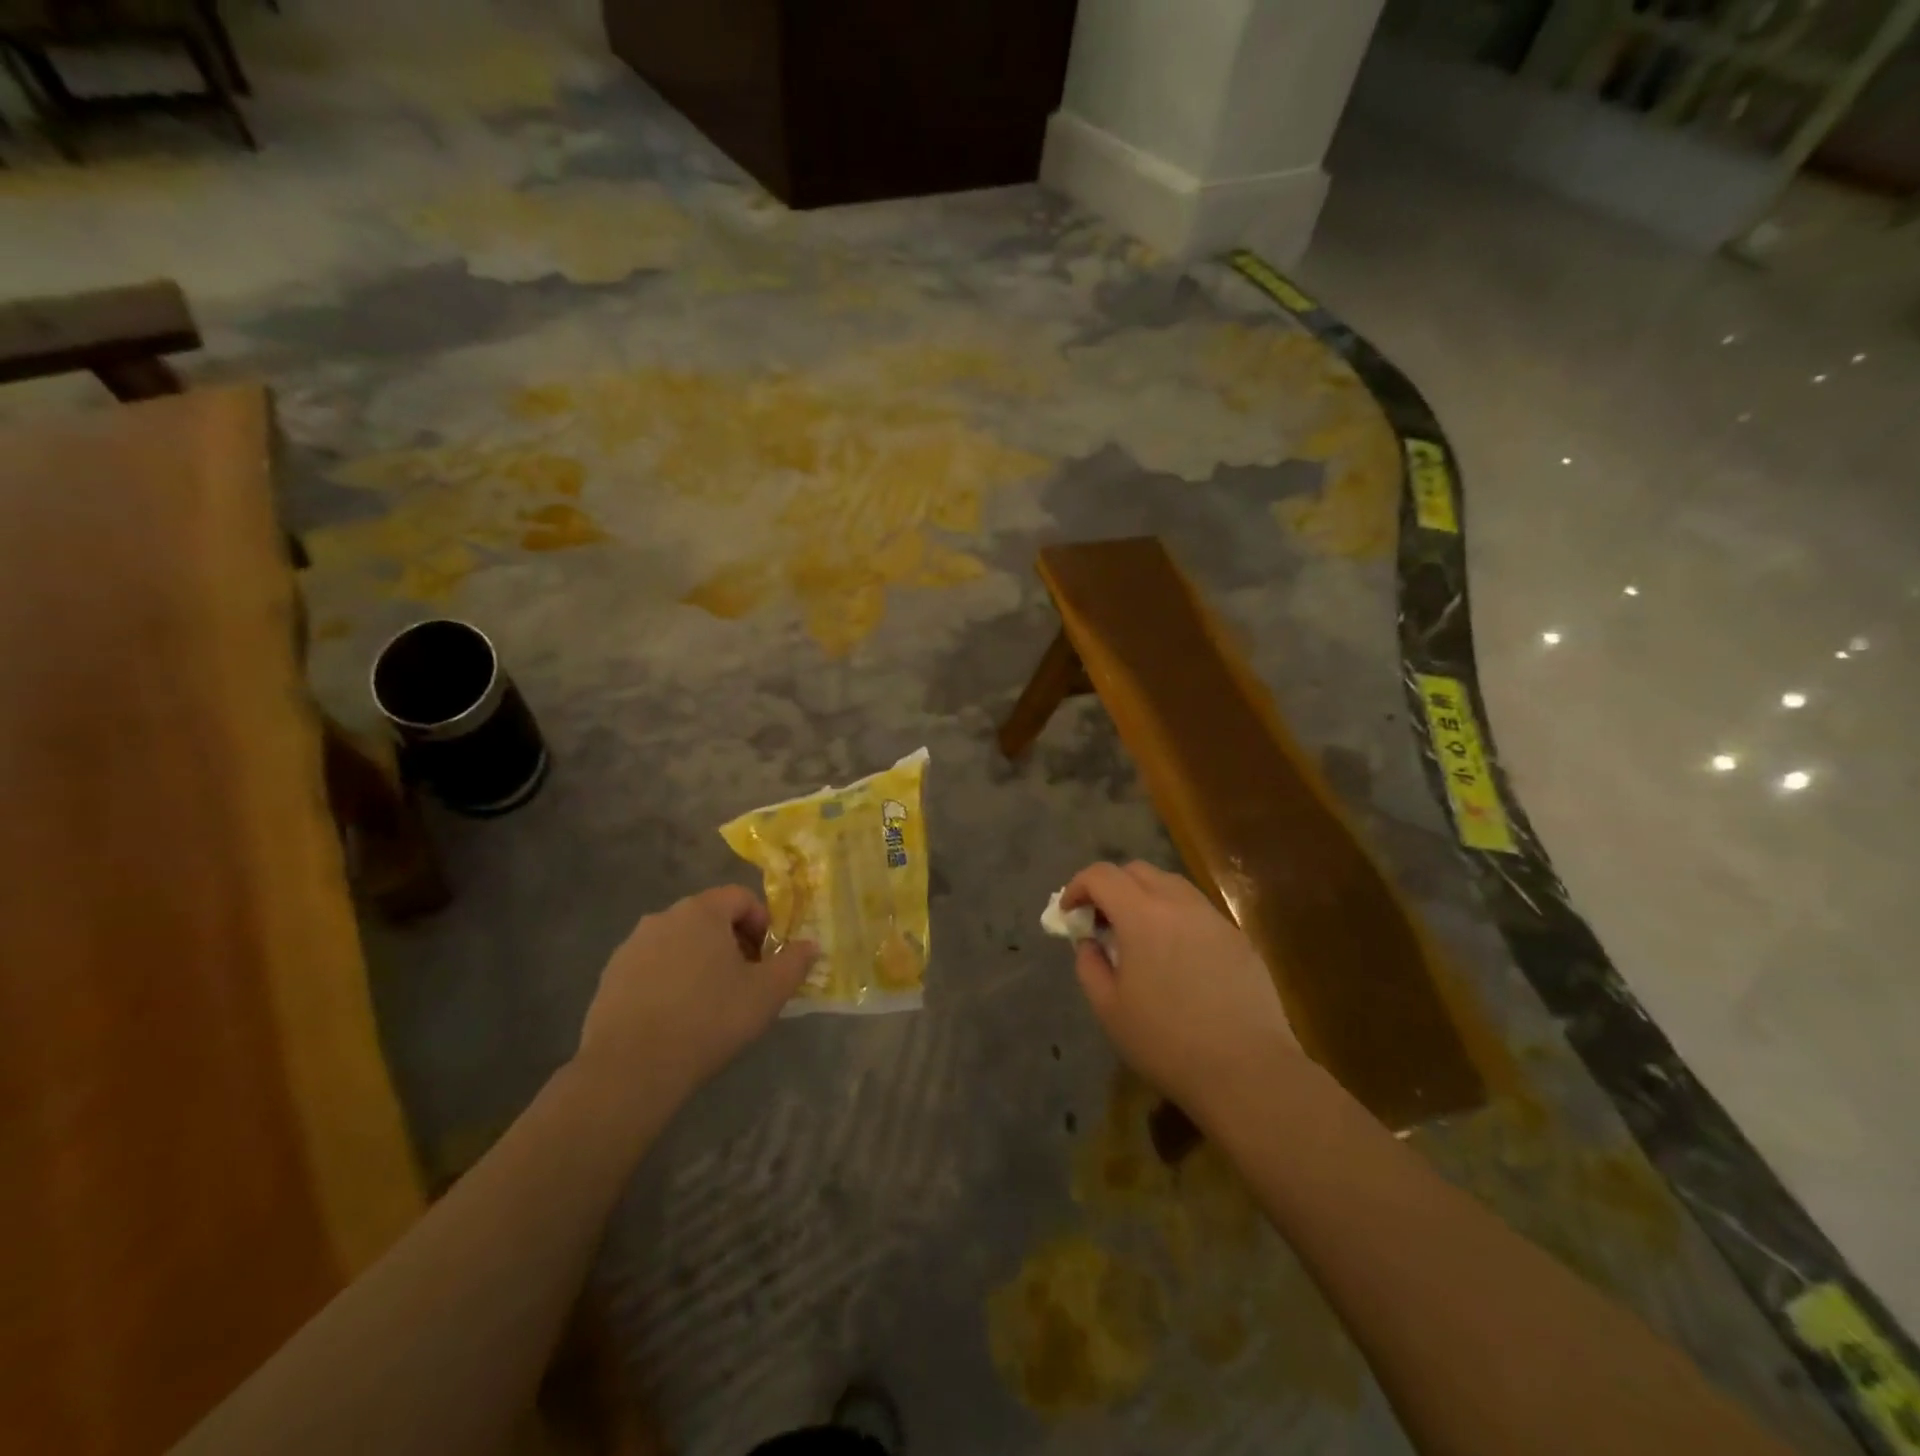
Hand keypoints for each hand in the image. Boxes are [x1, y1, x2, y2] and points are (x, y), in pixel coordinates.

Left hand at [574, 886, 818, 1102]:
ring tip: (711, 1002)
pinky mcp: (611, 976)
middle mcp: (664, 917)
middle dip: (732, 942)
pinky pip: (652, 966)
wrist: (631, 1068)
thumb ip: (794, 963)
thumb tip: (810, 945)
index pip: (741, 897)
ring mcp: (632, 946)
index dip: (762, 923)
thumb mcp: (767, 993)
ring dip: (700, 961)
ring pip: (679, 942)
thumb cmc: (709, 1019)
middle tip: (745, 981)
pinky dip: (670, 980)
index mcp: (702, 911)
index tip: (767, 959)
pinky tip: (676, 1017)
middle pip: (709, 917)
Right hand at [1062, 861, 1298, 1119]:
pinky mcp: (1239, 938)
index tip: (1070, 913)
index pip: (1102, 875)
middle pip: (1137, 870)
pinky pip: (1198, 912)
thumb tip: (1089, 941)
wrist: (1248, 1070)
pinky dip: (1176, 918)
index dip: (1078, 886)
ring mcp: (1214, 918)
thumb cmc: (1167, 1041)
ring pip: (1172, 886)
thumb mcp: (1109, 1009)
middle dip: (1111, 887)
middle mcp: (1179, 903)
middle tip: (1102, 922)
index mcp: (1142, 915)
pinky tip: (1176, 958)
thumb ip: (1089, 964)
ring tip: (1139, 937)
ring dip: (1146, 898)